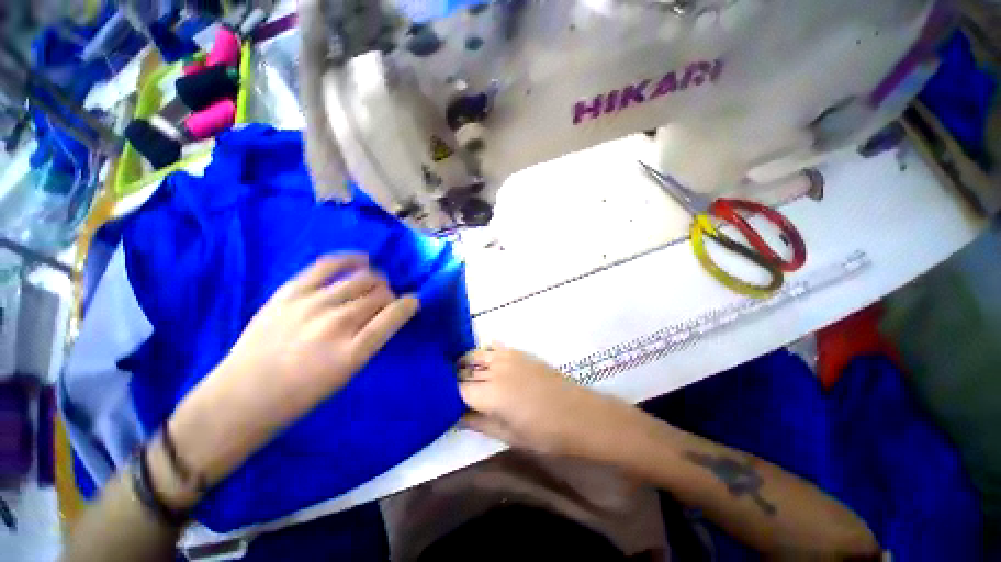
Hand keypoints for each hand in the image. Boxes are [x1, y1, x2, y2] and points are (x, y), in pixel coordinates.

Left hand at [165, 254, 418, 492]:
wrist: (242, 397)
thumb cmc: (301, 395)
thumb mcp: (347, 374)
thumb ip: (371, 341)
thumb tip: (387, 314)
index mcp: (352, 353)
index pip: (394, 316)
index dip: (409, 304)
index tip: (413, 302)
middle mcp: (335, 324)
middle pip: (379, 295)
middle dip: (390, 295)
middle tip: (385, 302)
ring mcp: (311, 304)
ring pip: (361, 279)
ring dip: (376, 281)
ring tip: (374, 285)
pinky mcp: (290, 292)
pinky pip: (328, 265)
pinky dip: (350, 259)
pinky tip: (362, 259)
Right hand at [458, 345, 639, 458]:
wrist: (578, 414)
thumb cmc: (544, 433)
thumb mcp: (508, 436)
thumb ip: (477, 423)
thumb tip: (455, 414)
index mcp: (491, 394)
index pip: (456, 389)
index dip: (446, 395)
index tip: (441, 401)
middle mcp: (495, 370)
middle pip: (463, 369)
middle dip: (453, 379)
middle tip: (448, 390)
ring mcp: (508, 357)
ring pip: (475, 354)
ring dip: (465, 363)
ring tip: (462, 376)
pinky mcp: (519, 352)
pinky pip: (493, 347)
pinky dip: (483, 353)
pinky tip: (483, 363)